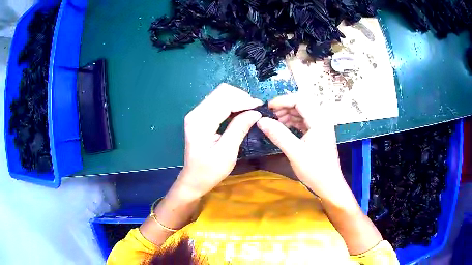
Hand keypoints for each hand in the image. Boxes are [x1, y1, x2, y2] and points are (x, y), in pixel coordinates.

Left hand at [173, 83, 261, 199]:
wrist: (193, 180)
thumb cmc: (209, 171)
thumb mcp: (227, 152)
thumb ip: (239, 129)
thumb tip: (255, 112)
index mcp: (200, 121)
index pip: (224, 100)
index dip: (244, 100)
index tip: (260, 107)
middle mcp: (196, 113)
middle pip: (221, 92)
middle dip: (241, 97)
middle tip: (255, 109)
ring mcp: (196, 114)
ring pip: (220, 95)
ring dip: (237, 99)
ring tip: (250, 110)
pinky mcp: (199, 117)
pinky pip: (217, 102)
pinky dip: (231, 104)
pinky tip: (240, 113)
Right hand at [256, 92, 350, 203]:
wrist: (329, 185)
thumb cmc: (314, 170)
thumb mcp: (294, 152)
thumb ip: (278, 134)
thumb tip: (261, 120)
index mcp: (319, 120)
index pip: (300, 100)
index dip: (282, 100)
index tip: (268, 107)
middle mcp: (322, 119)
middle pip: (302, 103)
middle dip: (285, 106)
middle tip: (271, 115)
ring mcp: (321, 126)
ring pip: (303, 111)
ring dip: (289, 113)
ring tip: (275, 121)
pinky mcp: (319, 133)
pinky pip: (305, 121)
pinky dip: (294, 121)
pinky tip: (284, 127)